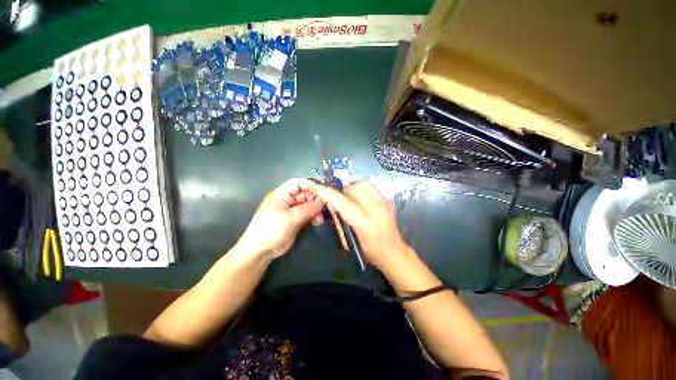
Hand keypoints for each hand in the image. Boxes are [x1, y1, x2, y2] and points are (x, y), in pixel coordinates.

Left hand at [235, 178, 322, 259]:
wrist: (260, 251)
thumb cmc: (271, 230)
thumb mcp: (289, 218)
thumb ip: (307, 209)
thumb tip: (322, 202)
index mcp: (281, 194)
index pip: (297, 183)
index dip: (310, 185)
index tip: (322, 192)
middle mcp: (287, 200)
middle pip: (305, 194)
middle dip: (315, 200)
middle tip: (324, 208)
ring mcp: (292, 210)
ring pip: (308, 205)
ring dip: (316, 210)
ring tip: (320, 219)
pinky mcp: (295, 220)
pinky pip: (307, 214)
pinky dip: (313, 217)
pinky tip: (318, 222)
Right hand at [309, 181, 409, 269]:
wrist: (394, 252)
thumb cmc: (370, 252)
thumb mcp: (349, 242)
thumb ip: (339, 221)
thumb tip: (331, 204)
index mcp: (364, 223)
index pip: (341, 202)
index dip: (326, 192)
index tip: (313, 186)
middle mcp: (376, 209)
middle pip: (353, 188)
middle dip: (341, 191)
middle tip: (339, 201)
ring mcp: (384, 202)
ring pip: (362, 183)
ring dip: (352, 188)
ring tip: (350, 199)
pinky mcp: (387, 200)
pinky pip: (371, 186)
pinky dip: (361, 188)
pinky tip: (360, 199)